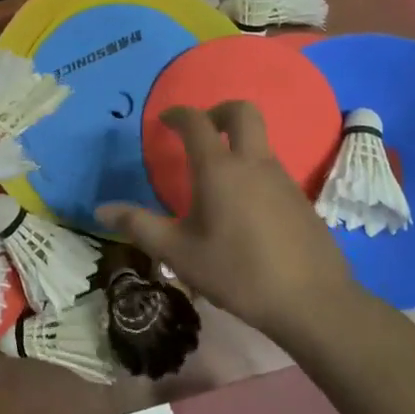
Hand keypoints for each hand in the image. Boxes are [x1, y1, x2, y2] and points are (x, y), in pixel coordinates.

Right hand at [97, 102, 354, 343]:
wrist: (313, 302)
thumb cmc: (238, 273)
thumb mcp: (180, 253)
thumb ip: (139, 226)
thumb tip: (101, 209)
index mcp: (219, 168)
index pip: (196, 121)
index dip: (177, 114)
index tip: (163, 121)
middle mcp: (253, 162)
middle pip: (242, 112)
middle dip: (218, 111)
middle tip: (200, 132)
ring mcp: (282, 178)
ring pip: (260, 141)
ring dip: (237, 144)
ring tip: (216, 179)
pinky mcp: (301, 199)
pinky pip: (272, 169)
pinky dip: (253, 172)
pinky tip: (244, 211)